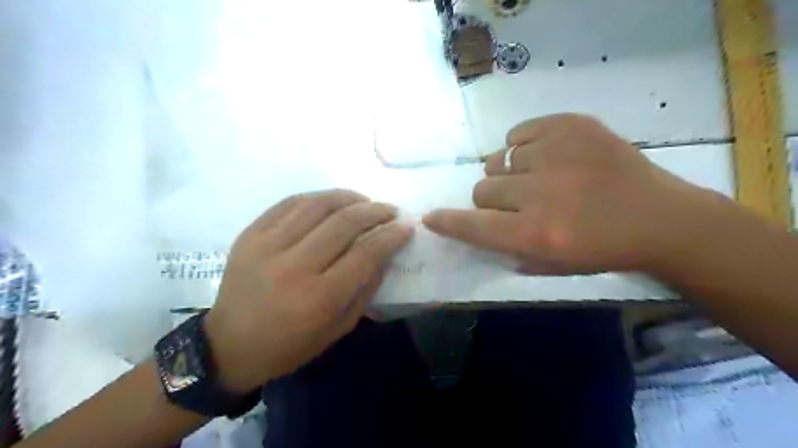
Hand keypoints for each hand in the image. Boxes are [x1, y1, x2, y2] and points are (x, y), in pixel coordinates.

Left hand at [202, 188, 414, 391]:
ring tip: (364, 200)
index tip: (406, 227)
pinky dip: (317, 198)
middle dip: (375, 212)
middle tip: (389, 210)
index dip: (391, 236)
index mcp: (319, 297)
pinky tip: (332, 201)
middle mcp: (294, 266)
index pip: (365, 254)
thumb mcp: (338, 329)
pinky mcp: (250, 234)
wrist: (228, 345)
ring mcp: (268, 246)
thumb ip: (365, 290)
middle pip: (344, 224)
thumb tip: (385, 254)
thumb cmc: (290, 345)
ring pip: (317, 205)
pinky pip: (289, 203)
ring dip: (348, 197)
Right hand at [424, 113, 724, 276]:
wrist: (660, 217)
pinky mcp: (571, 125)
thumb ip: (506, 248)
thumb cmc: (602, 250)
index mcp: (536, 234)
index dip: (447, 221)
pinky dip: (524, 146)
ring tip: (538, 177)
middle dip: (492, 198)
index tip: (430, 217)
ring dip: (510, 173)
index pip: (474, 225)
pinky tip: (547, 156)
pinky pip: (518, 133)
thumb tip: (474, 225)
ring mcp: (556, 153)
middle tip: (517, 201)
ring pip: (499, 159)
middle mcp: (541, 193)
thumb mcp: (551, 266)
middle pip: (482, 188)